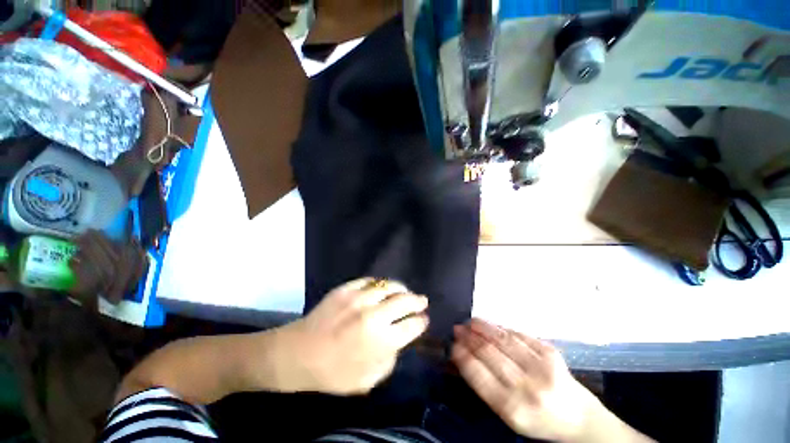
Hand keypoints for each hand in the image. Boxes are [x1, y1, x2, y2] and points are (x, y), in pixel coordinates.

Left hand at [276, 278, 429, 394]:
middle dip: (418, 300)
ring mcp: (359, 298)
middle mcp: (374, 315)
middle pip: (405, 300)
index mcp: (381, 341)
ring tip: (405, 292)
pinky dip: (380, 284)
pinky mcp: (346, 288)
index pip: (412, 325)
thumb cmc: (333, 372)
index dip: (421, 321)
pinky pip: (370, 281)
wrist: (298, 353)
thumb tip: (399, 340)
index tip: (424, 319)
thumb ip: (389, 360)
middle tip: (422, 301)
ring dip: (401, 289)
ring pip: (390, 285)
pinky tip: (382, 289)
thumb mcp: (367, 380)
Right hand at [452, 319, 599, 441]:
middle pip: (489, 352)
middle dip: (469, 337)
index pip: (478, 375)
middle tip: (457, 328)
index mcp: (512, 408)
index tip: (453, 344)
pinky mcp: (550, 351)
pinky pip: (518, 334)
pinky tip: (490, 326)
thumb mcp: (507, 414)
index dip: (462, 356)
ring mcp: (541, 366)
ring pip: (502, 339)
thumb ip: (485, 385)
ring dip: (482, 327)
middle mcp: (527, 386)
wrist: (577, 418)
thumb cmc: (537, 420)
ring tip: (470, 321)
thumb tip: (463, 357)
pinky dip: (500, 328)